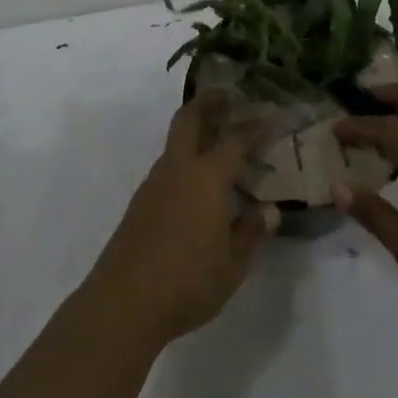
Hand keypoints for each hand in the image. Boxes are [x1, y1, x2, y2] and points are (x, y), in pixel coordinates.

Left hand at [83, 92, 278, 347]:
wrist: (125, 301)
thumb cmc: (188, 280)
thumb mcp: (232, 264)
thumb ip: (251, 232)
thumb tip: (269, 210)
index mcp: (206, 177)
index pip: (235, 140)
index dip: (255, 127)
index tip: (272, 116)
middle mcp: (179, 169)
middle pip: (190, 119)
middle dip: (209, 102)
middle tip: (229, 96)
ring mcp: (155, 183)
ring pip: (176, 141)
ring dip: (195, 130)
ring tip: (218, 141)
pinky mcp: (141, 202)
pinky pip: (168, 166)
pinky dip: (186, 159)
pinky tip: (198, 184)